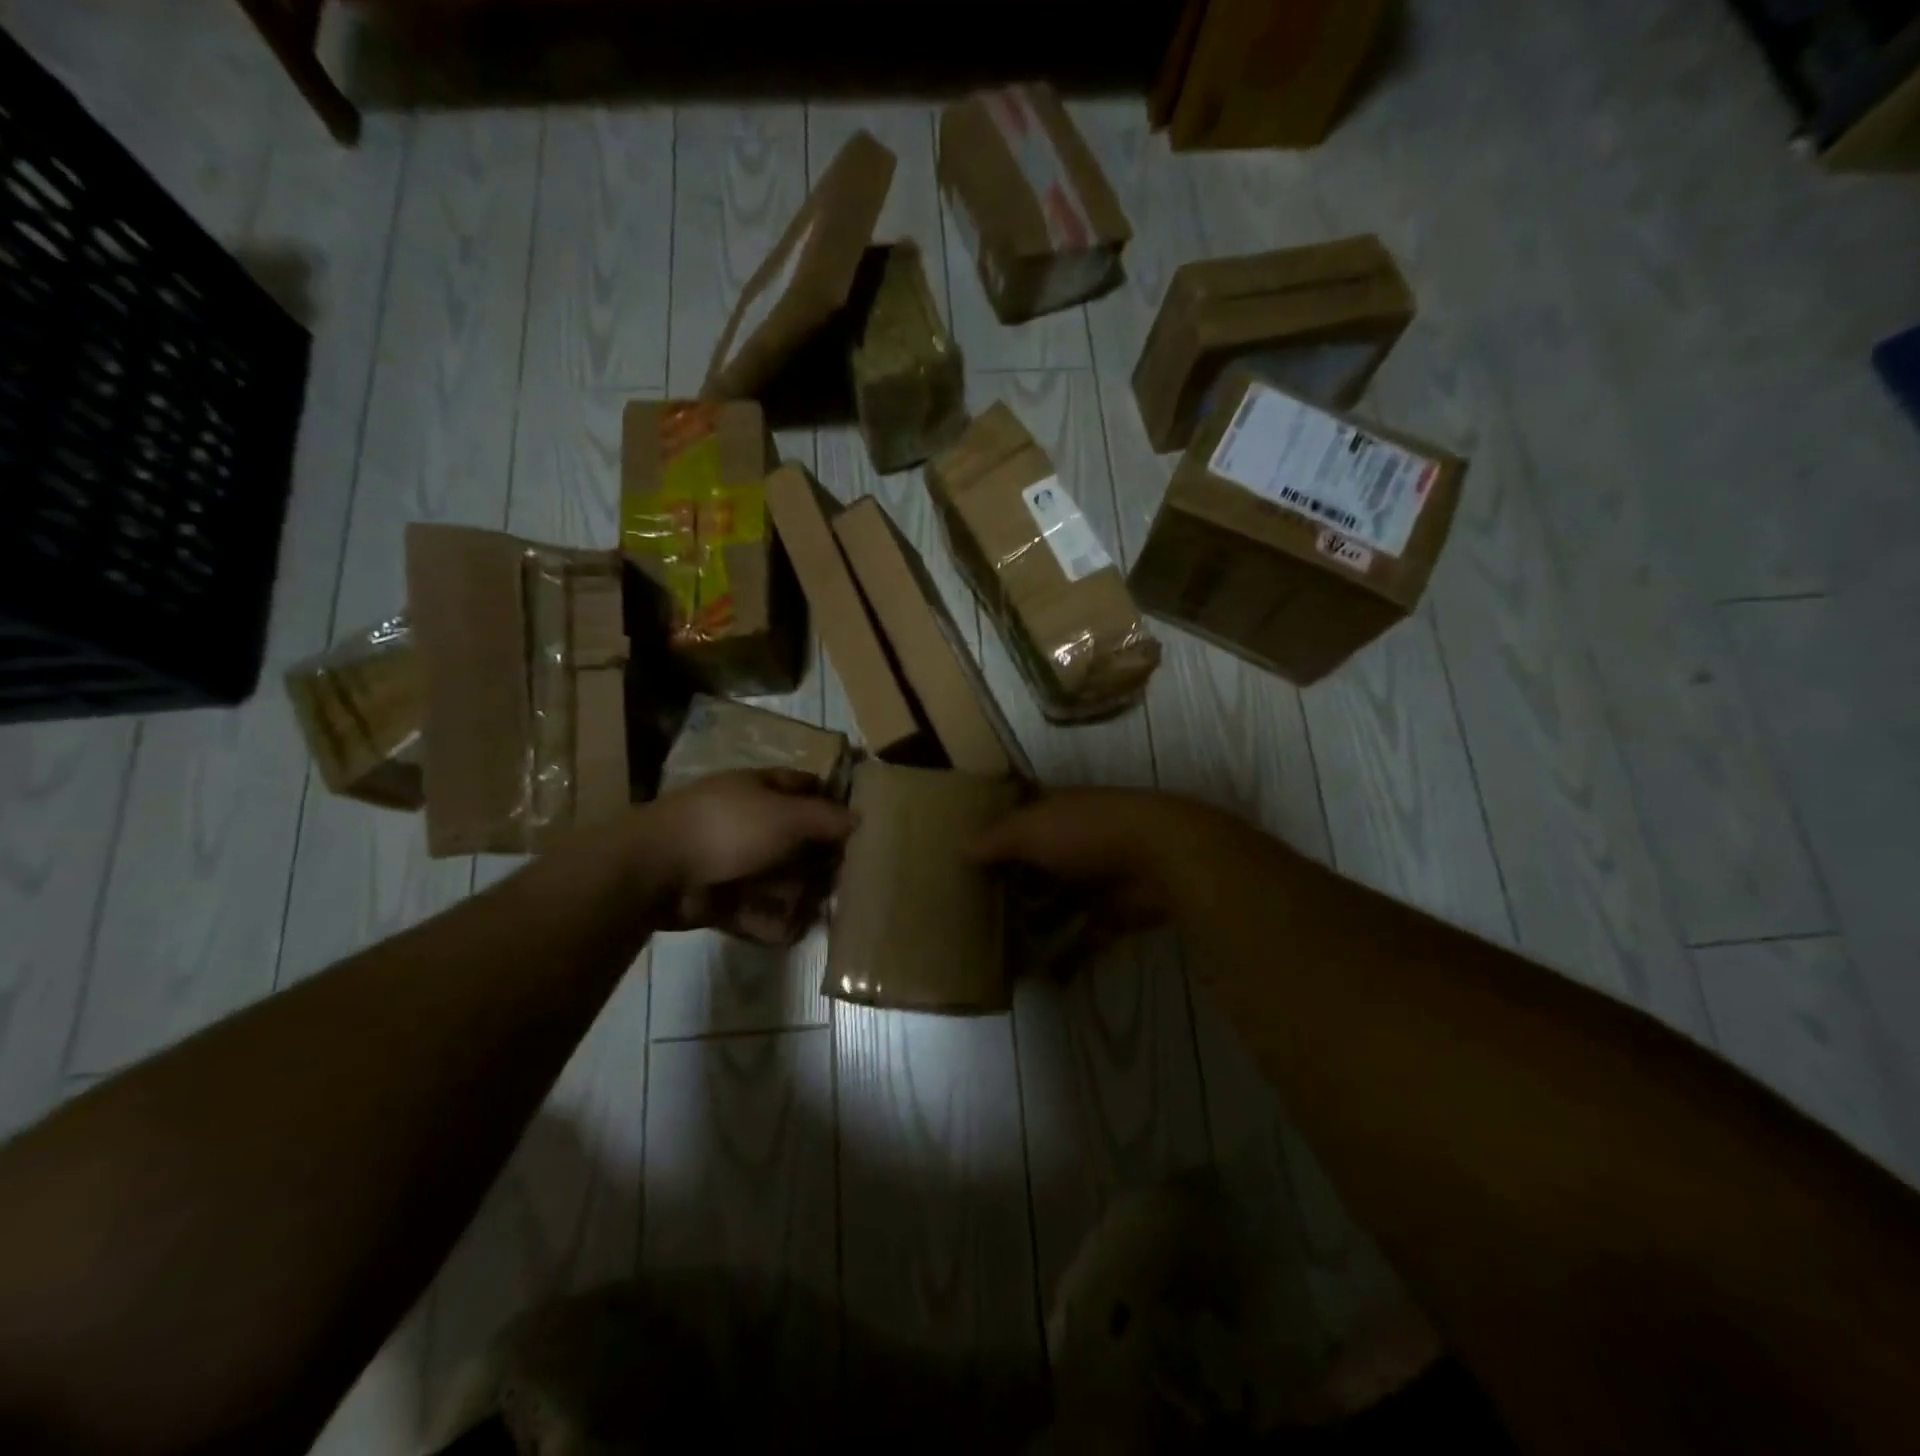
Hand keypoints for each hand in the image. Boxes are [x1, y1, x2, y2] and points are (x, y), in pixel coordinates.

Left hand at [640, 769, 855, 942]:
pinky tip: (792, 932)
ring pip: (776, 876)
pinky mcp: (717, 895)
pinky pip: (752, 907)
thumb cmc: (730, 827)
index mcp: (760, 789)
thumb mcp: (788, 817)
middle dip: (819, 860)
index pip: (804, 788)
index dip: (831, 802)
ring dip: (798, 894)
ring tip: (823, 912)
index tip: (859, 827)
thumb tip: (859, 818)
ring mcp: (729, 858)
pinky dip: (770, 920)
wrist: (657, 868)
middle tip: (847, 880)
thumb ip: (827, 818)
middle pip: (794, 838)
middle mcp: (747, 820)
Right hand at [970, 788, 1218, 945]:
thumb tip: (963, 848)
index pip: (1020, 820)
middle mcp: (1075, 841)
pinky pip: (1086, 938)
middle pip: (1038, 864)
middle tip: (978, 910)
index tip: (969, 858)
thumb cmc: (1087, 832)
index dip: (997, 836)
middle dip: (1013, 885)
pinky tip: (1042, 978)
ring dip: (1037, 922)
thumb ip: (996, 840)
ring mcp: (1097, 878)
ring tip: (1002, 947)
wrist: (1161, 856)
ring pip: (1060, 902)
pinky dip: (1068, 958)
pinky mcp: (1116, 913)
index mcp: (1056, 812)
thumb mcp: (1030, 829)